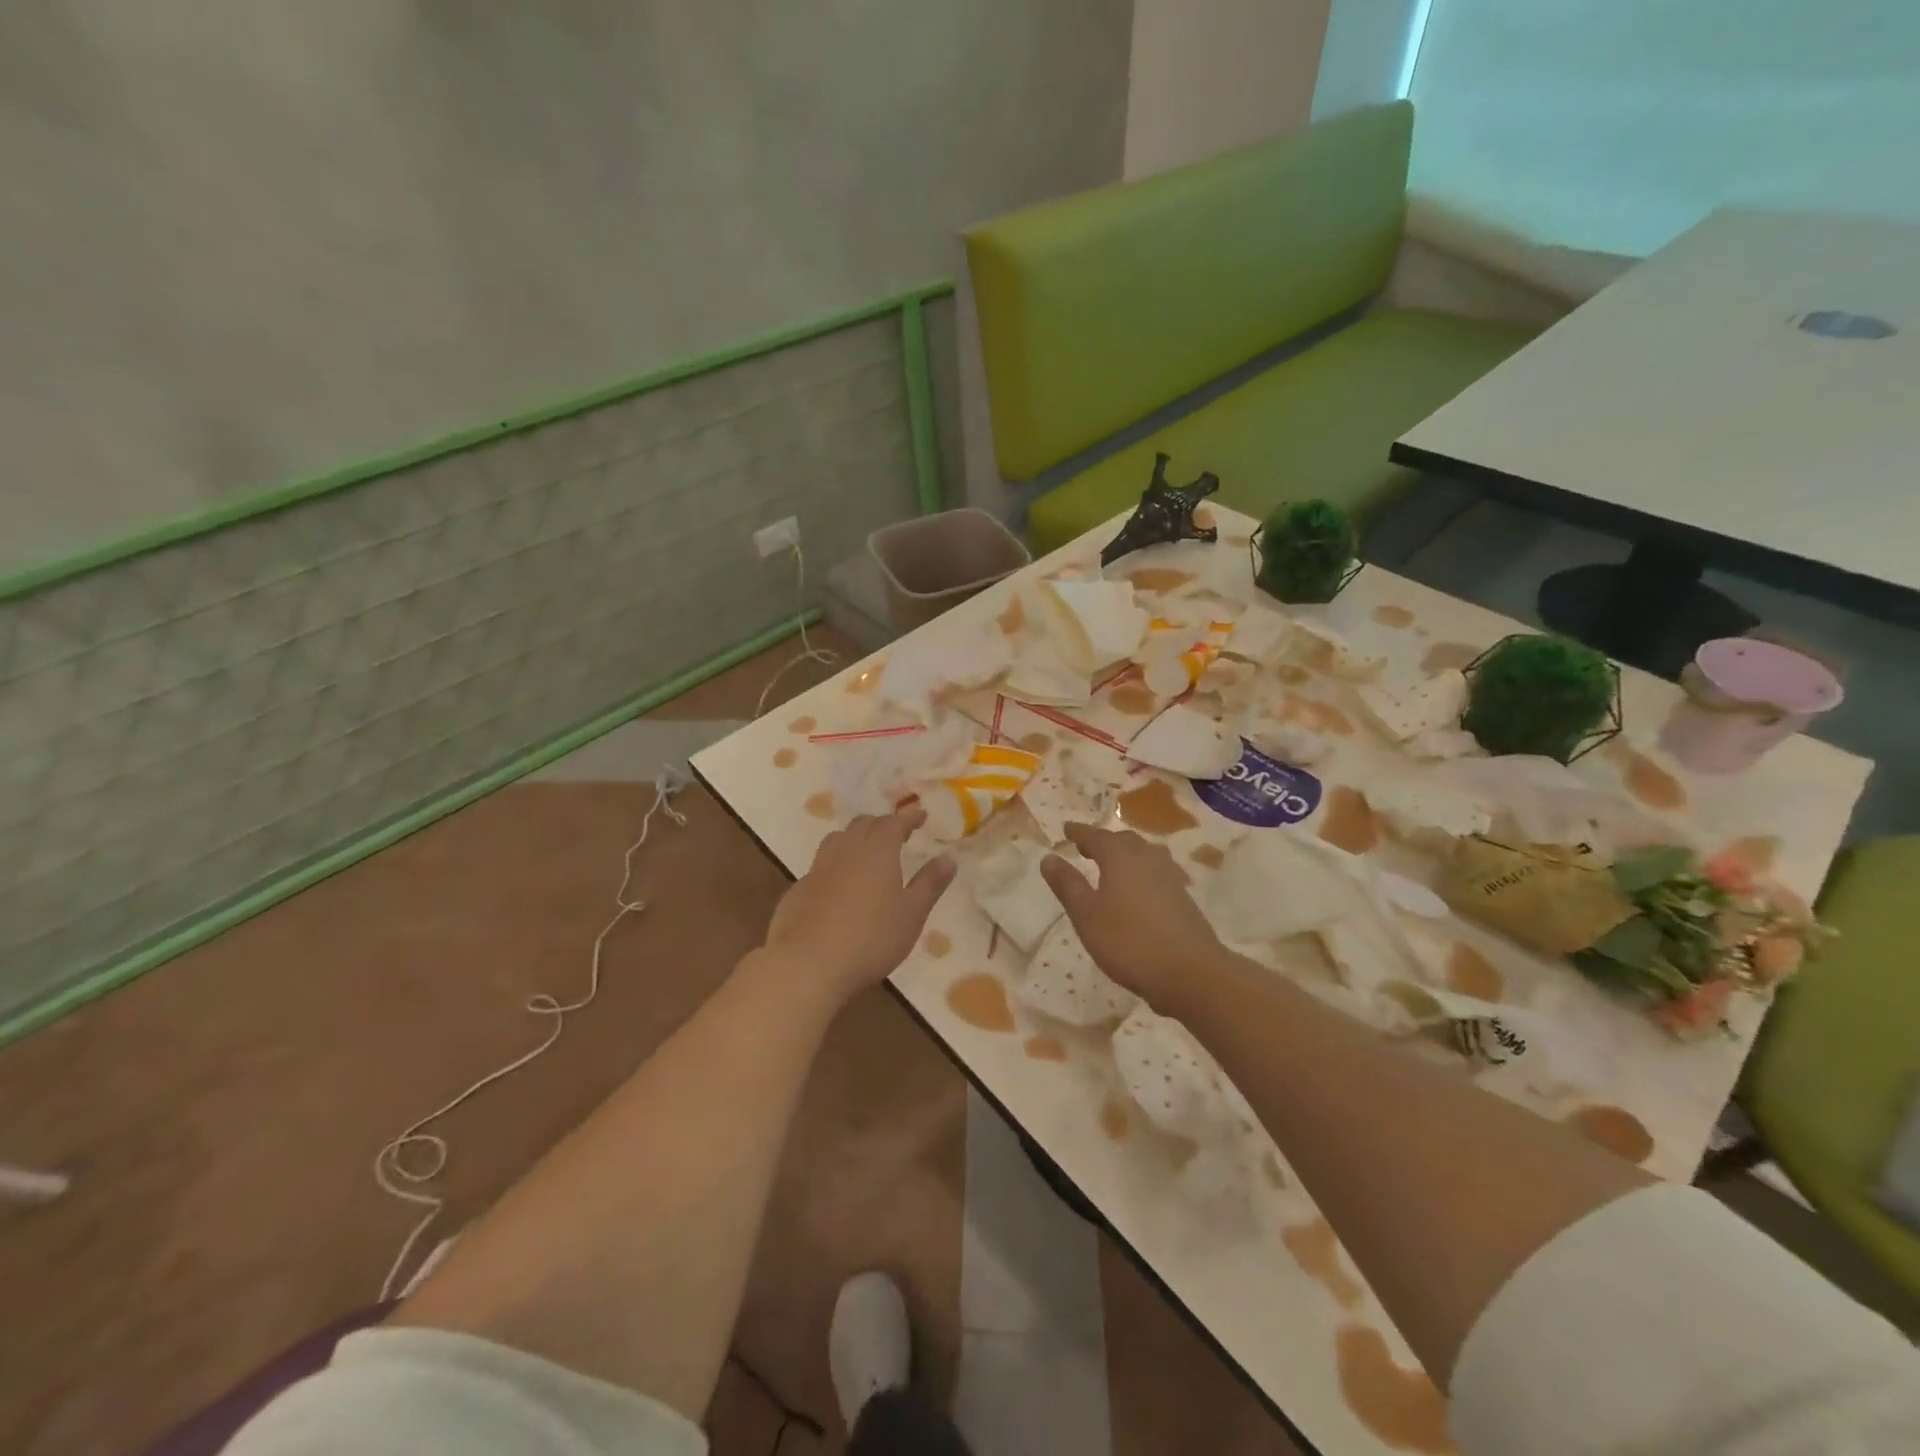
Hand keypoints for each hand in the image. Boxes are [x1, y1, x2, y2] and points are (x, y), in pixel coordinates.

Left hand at [761, 807, 955, 1004]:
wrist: (808, 965)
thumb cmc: (871, 938)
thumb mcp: (911, 914)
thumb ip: (929, 884)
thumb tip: (948, 858)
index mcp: (877, 852)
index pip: (893, 823)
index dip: (908, 817)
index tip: (920, 815)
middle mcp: (845, 851)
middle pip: (862, 825)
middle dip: (881, 824)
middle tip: (895, 832)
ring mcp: (818, 869)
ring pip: (837, 840)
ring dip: (854, 838)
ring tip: (865, 850)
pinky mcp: (798, 890)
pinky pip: (820, 865)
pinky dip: (835, 864)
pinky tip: (838, 884)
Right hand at [1041, 823, 1221, 1004]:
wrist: (1191, 971)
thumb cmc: (1129, 941)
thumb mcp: (1087, 915)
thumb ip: (1067, 885)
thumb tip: (1049, 857)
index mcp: (1120, 857)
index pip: (1095, 836)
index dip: (1079, 832)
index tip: (1066, 829)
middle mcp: (1147, 858)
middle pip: (1123, 841)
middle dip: (1103, 842)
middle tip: (1086, 848)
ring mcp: (1170, 877)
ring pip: (1144, 855)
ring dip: (1126, 856)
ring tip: (1112, 866)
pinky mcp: (1184, 897)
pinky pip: (1158, 873)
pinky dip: (1142, 873)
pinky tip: (1140, 890)